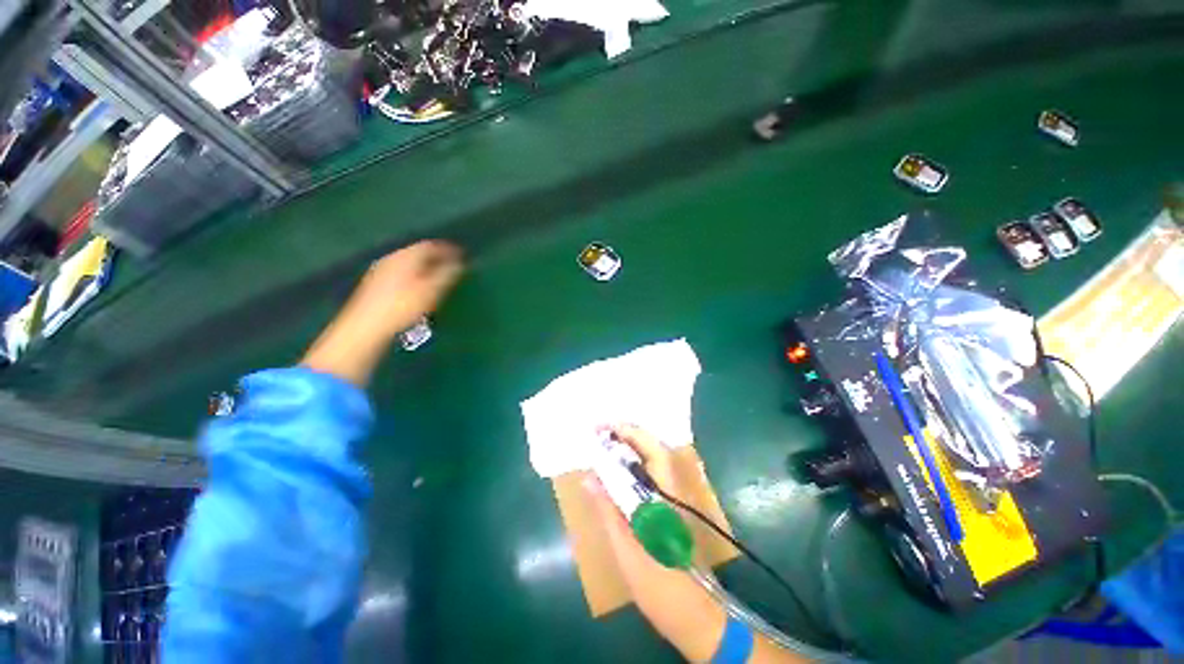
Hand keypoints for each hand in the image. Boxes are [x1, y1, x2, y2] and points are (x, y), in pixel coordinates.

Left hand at [301, 240, 463, 386]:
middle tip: (452, 267)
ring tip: (438, 278)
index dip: (448, 250)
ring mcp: (381, 270)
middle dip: (436, 258)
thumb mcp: (432, 290)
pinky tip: (418, 288)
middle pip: (418, 253)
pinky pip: (400, 273)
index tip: (462, 256)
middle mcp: (392, 258)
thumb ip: (448, 275)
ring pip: (408, 263)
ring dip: (424, 268)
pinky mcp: (375, 284)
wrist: (366, 327)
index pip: (430, 246)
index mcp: (406, 256)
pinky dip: (414, 276)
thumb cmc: (403, 307)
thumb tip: (461, 264)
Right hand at [585, 426, 804, 662]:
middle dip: (627, 435)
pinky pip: (653, 473)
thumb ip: (608, 509)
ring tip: (606, 444)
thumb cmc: (659, 583)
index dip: (626, 432)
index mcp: (665, 493)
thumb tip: (588, 477)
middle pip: (652, 448)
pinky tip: (620, 471)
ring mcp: (677, 495)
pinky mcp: (674, 505)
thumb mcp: (626, 548)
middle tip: (599, 433)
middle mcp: (675, 487)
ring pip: (654, 459)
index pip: (649, 448)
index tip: (600, 427)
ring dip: (631, 447)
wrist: (695, 615)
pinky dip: (635, 464)